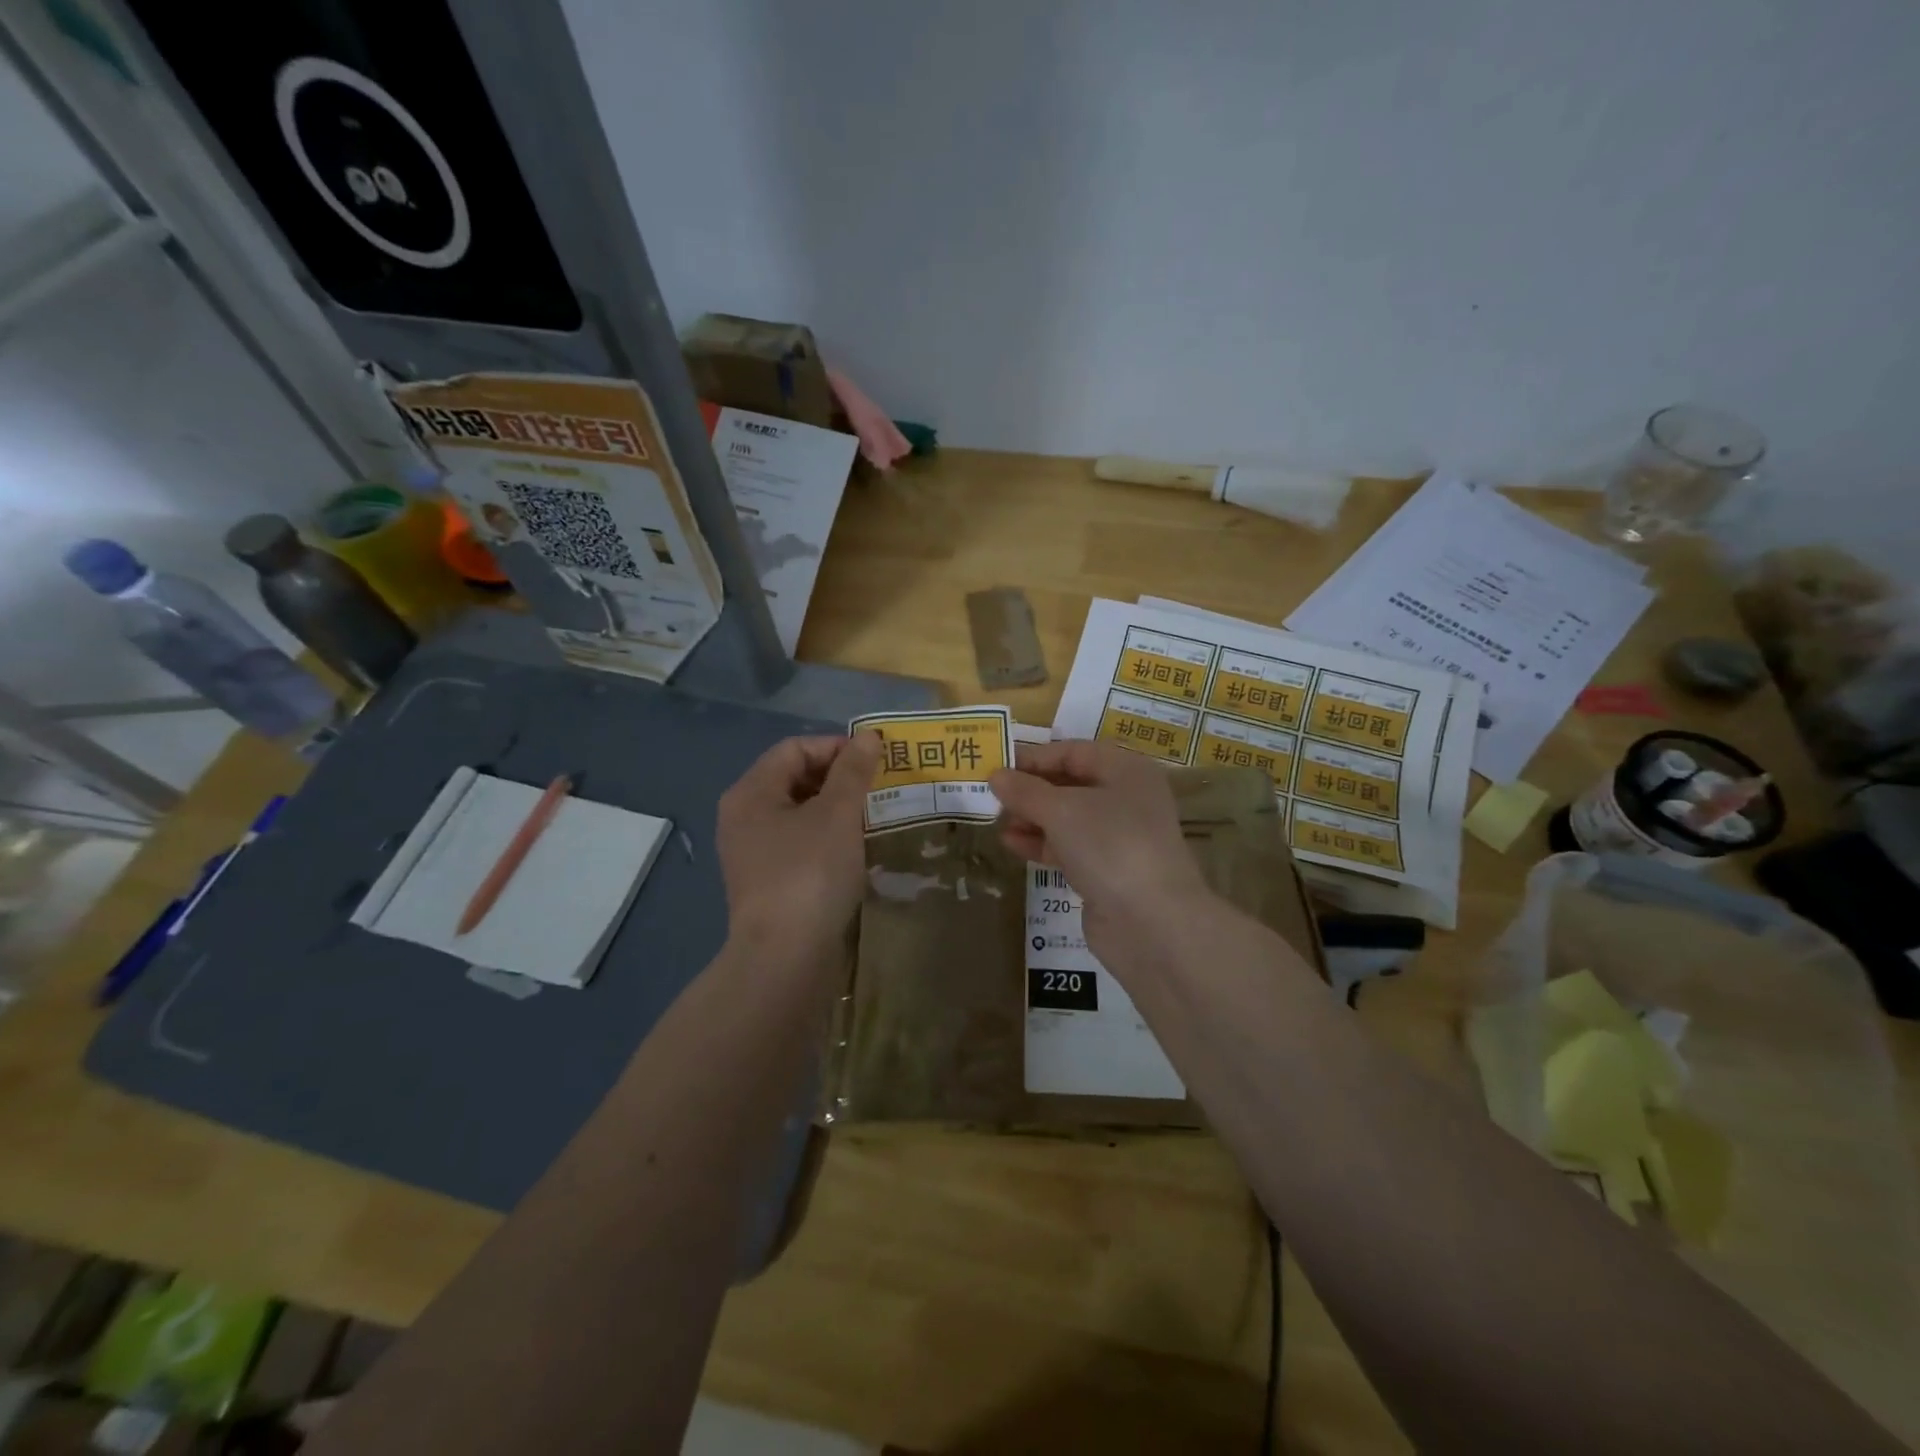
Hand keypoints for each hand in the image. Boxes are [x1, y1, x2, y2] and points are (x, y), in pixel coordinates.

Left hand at [717, 732, 880, 957]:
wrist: (784, 958)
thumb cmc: (809, 874)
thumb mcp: (838, 815)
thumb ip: (853, 771)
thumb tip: (867, 736)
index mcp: (751, 793)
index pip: (794, 749)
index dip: (836, 747)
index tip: (875, 761)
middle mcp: (743, 817)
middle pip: (793, 778)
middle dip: (838, 777)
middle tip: (878, 787)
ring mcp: (752, 852)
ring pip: (798, 813)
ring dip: (835, 808)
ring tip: (872, 816)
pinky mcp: (767, 881)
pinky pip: (799, 842)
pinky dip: (827, 837)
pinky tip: (854, 849)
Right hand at [989, 739, 1213, 961]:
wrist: (1151, 922)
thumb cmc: (1110, 845)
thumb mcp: (1061, 810)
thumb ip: (1025, 790)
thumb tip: (996, 775)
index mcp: (1126, 771)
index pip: (1073, 752)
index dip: (1034, 757)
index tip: (997, 765)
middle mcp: (1127, 799)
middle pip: (1071, 784)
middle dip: (1031, 789)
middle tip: (992, 795)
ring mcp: (1119, 837)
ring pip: (1067, 818)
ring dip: (1032, 817)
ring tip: (996, 820)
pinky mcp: (1108, 871)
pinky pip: (1069, 847)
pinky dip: (1041, 843)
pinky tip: (1012, 844)